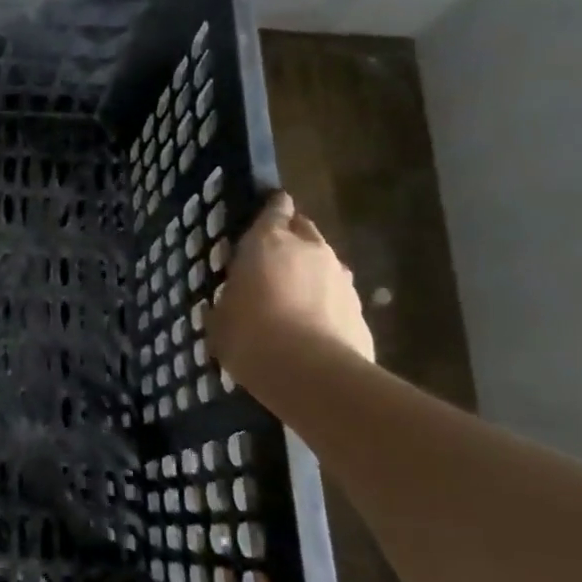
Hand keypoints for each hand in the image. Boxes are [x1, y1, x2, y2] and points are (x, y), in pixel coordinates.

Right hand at [204, 192, 373, 382]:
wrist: (311, 373)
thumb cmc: (250, 334)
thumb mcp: (220, 316)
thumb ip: (229, 300)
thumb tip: (230, 302)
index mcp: (268, 241)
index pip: (276, 209)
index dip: (273, 208)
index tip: (270, 210)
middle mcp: (310, 250)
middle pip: (305, 230)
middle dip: (292, 238)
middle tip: (274, 258)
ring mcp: (341, 279)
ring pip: (325, 264)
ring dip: (311, 273)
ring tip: (293, 297)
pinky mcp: (360, 311)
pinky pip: (337, 298)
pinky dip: (326, 304)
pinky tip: (312, 327)